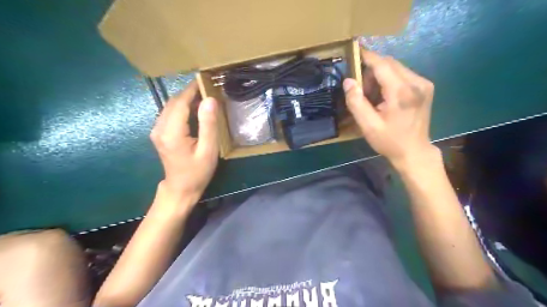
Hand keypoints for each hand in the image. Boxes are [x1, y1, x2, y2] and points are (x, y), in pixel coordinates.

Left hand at [150, 82, 218, 205]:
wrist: (181, 188)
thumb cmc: (197, 172)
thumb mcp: (208, 150)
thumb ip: (208, 125)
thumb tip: (210, 100)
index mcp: (171, 132)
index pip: (180, 102)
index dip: (192, 90)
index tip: (206, 80)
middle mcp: (159, 128)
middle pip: (173, 102)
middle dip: (189, 92)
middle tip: (208, 87)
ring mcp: (157, 130)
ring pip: (170, 106)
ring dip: (186, 99)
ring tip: (203, 96)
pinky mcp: (159, 133)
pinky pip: (170, 114)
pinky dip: (182, 107)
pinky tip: (194, 109)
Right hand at [343, 47, 438, 168]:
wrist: (414, 151)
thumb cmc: (389, 141)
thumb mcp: (368, 125)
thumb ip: (356, 102)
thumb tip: (348, 81)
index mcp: (401, 92)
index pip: (382, 64)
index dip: (367, 56)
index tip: (354, 51)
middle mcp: (416, 82)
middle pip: (389, 63)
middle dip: (371, 70)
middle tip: (360, 87)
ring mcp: (423, 83)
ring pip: (396, 67)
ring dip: (380, 75)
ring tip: (372, 95)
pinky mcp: (425, 87)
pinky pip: (403, 74)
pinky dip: (389, 79)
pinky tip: (384, 95)